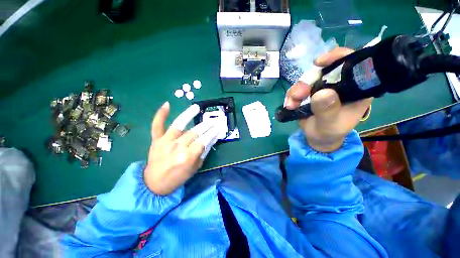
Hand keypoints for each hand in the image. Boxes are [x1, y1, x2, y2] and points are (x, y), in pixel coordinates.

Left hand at [143, 102, 219, 194]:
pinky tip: (167, 104)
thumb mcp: (195, 168)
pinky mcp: (156, 139)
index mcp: (188, 157)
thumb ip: (203, 152)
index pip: (204, 140)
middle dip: (207, 124)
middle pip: (195, 132)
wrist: (154, 184)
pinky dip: (161, 114)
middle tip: (215, 119)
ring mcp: (165, 141)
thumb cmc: (178, 177)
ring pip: (179, 124)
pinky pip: (157, 125)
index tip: (220, 126)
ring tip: (196, 107)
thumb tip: (212, 138)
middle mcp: (177, 147)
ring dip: (189, 114)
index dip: (213, 132)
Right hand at [284, 47, 371, 151]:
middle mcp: (340, 84)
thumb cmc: (328, 133)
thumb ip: (327, 110)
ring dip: (296, 90)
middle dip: (308, 80)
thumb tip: (322, 92)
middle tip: (298, 95)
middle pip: (324, 70)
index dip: (338, 57)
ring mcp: (323, 87)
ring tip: (291, 104)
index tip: (320, 63)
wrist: (316, 137)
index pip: (353, 64)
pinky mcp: (310, 92)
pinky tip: (289, 105)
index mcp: (356, 89)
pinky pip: (298, 87)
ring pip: (307, 78)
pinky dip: (291, 95)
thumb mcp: (330, 125)